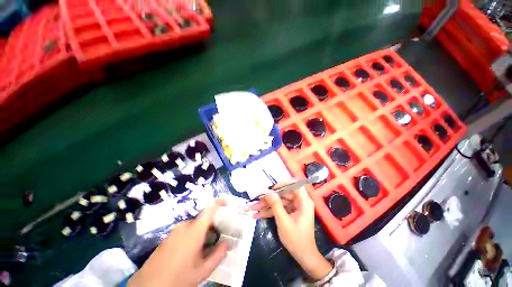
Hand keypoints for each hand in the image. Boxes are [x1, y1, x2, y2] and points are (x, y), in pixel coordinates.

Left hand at [128, 201, 228, 286]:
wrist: (147, 286)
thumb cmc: (178, 278)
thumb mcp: (202, 271)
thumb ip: (218, 254)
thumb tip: (228, 242)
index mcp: (194, 231)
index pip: (210, 209)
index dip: (219, 203)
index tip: (227, 203)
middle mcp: (185, 226)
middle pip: (204, 219)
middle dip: (214, 224)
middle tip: (220, 236)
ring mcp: (176, 230)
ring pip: (196, 225)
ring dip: (204, 231)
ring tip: (207, 246)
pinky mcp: (170, 236)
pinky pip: (187, 230)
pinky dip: (194, 235)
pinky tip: (194, 250)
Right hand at [250, 184, 332, 279]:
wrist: (303, 256)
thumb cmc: (296, 239)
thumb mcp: (283, 221)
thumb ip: (275, 204)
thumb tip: (267, 191)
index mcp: (304, 201)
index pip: (294, 185)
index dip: (283, 184)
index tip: (271, 188)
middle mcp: (300, 202)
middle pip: (283, 194)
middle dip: (269, 198)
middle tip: (257, 199)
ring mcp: (294, 207)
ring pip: (279, 201)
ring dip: (266, 205)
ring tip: (253, 208)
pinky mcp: (290, 213)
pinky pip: (279, 208)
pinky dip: (269, 211)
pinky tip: (257, 215)